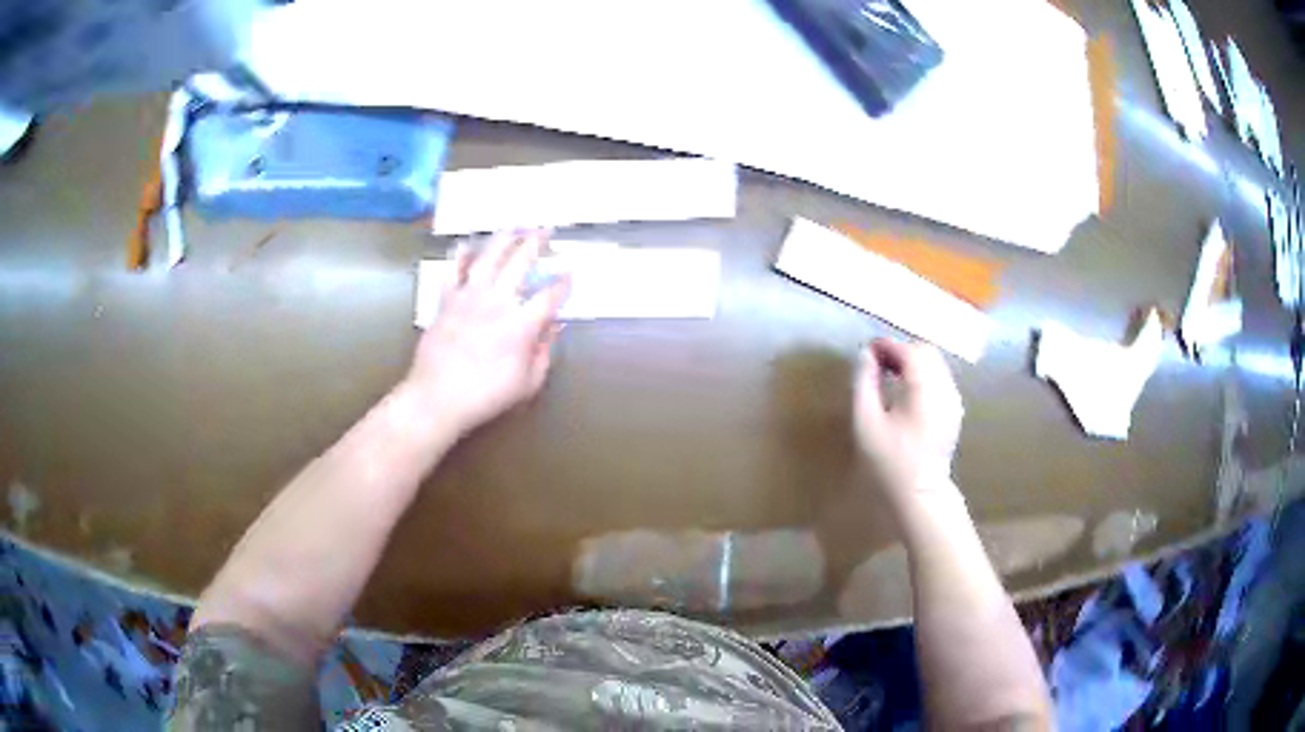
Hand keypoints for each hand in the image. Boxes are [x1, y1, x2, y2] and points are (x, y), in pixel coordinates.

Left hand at [407, 230, 569, 435]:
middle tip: (546, 229)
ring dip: (504, 238)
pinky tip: (466, 245)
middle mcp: (497, 302)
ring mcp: (469, 297)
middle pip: (520, 262)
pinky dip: (460, 256)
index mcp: (521, 325)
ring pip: (488, 257)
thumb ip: (544, 352)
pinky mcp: (446, 300)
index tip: (570, 272)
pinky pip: (453, 270)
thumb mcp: (527, 383)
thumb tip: (554, 327)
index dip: (563, 282)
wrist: (437, 397)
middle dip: (537, 242)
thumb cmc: (485, 395)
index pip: (549, 295)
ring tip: (514, 225)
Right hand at [854, 339, 963, 500]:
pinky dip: (923, 375)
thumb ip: (865, 383)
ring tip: (889, 375)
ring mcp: (953, 400)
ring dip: (913, 362)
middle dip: (901, 351)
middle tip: (877, 363)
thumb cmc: (888, 461)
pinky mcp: (954, 411)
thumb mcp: (866, 422)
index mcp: (925, 389)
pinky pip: (940, 379)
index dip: (888, 345)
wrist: (919, 494)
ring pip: (935, 364)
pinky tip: (906, 392)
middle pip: (926, 352)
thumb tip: (865, 356)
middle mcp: (945, 389)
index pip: (909, 351)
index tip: (867, 351)